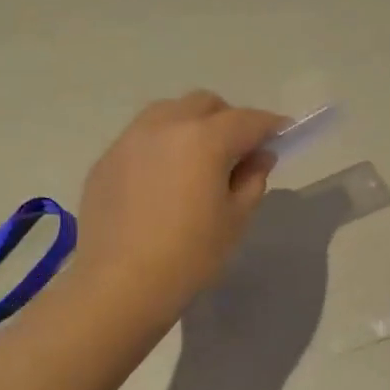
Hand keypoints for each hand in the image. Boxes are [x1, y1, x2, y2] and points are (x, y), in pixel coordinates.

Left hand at [73, 92, 287, 316]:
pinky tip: (161, 180)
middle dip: (228, 119)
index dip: (270, 125)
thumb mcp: (235, 219)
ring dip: (190, 124)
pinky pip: (141, 138)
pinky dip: (160, 146)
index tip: (283, 133)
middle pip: (204, 104)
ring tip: (196, 159)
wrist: (120, 285)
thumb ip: (252, 179)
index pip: (247, 120)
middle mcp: (165, 126)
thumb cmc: (189, 255)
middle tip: (238, 150)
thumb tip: (259, 155)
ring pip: (167, 112)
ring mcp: (130, 140)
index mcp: (204, 138)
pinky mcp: (105, 160)